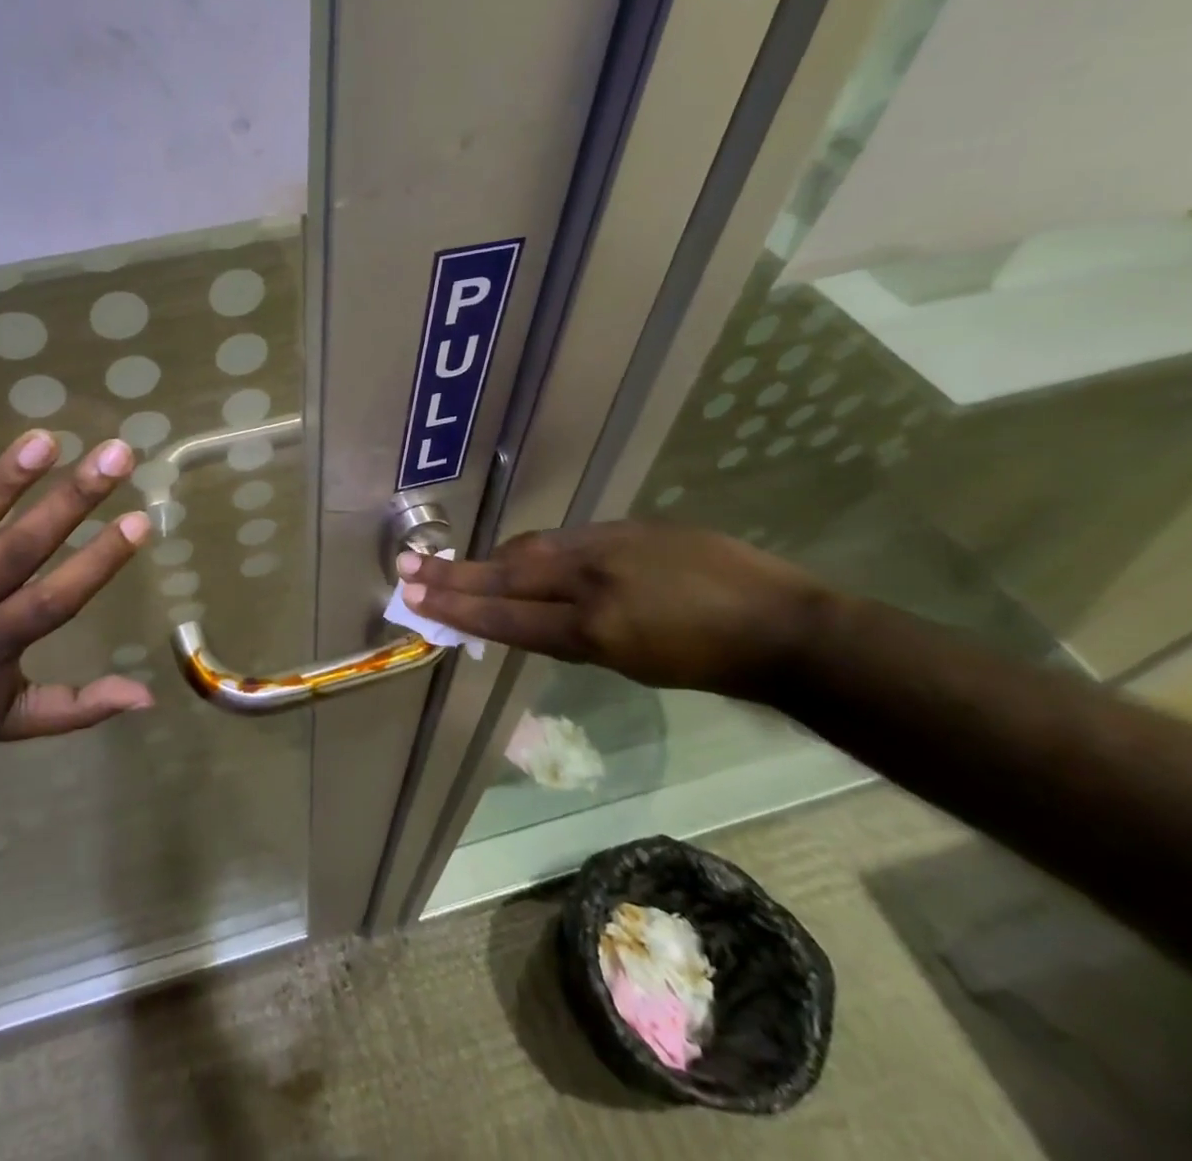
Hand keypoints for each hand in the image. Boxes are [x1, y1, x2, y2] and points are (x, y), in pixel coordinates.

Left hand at [0, 429, 153, 757]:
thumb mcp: (13, 722)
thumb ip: (79, 707)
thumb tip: (149, 697)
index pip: (54, 602)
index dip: (98, 563)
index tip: (140, 519)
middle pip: (15, 555)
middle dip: (69, 502)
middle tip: (114, 454)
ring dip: (0, 488)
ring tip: (42, 441)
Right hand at [397, 521, 828, 700]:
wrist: (783, 625)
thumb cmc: (710, 664)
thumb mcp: (634, 665)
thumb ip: (576, 636)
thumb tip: (532, 613)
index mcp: (596, 628)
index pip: (509, 615)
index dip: (458, 606)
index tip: (415, 596)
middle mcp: (593, 580)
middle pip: (508, 573)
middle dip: (454, 574)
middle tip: (408, 566)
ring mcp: (610, 545)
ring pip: (532, 548)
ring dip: (491, 559)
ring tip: (456, 566)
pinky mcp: (628, 526)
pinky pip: (566, 538)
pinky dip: (535, 549)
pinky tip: (524, 554)